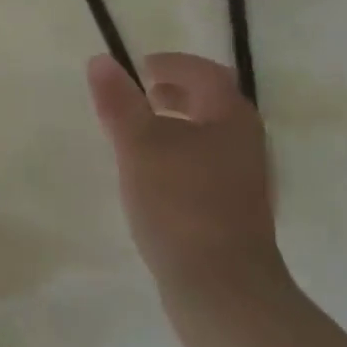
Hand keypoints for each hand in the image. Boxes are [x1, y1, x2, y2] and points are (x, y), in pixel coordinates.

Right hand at [87, 52, 290, 310]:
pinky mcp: (234, 210)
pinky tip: (155, 177)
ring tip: (139, 135)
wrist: (221, 286)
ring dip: (177, 125)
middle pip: (213, 103)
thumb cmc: (180, 204)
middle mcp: (245, 142)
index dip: (172, 64)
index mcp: (230, 118)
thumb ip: (120, 102)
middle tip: (141, 96)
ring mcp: (244, 179)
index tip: (139, 68)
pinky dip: (180, 154)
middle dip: (176, 92)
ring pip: (209, 136)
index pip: (205, 73)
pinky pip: (206, 165)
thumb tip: (101, 60)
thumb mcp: (139, 146)